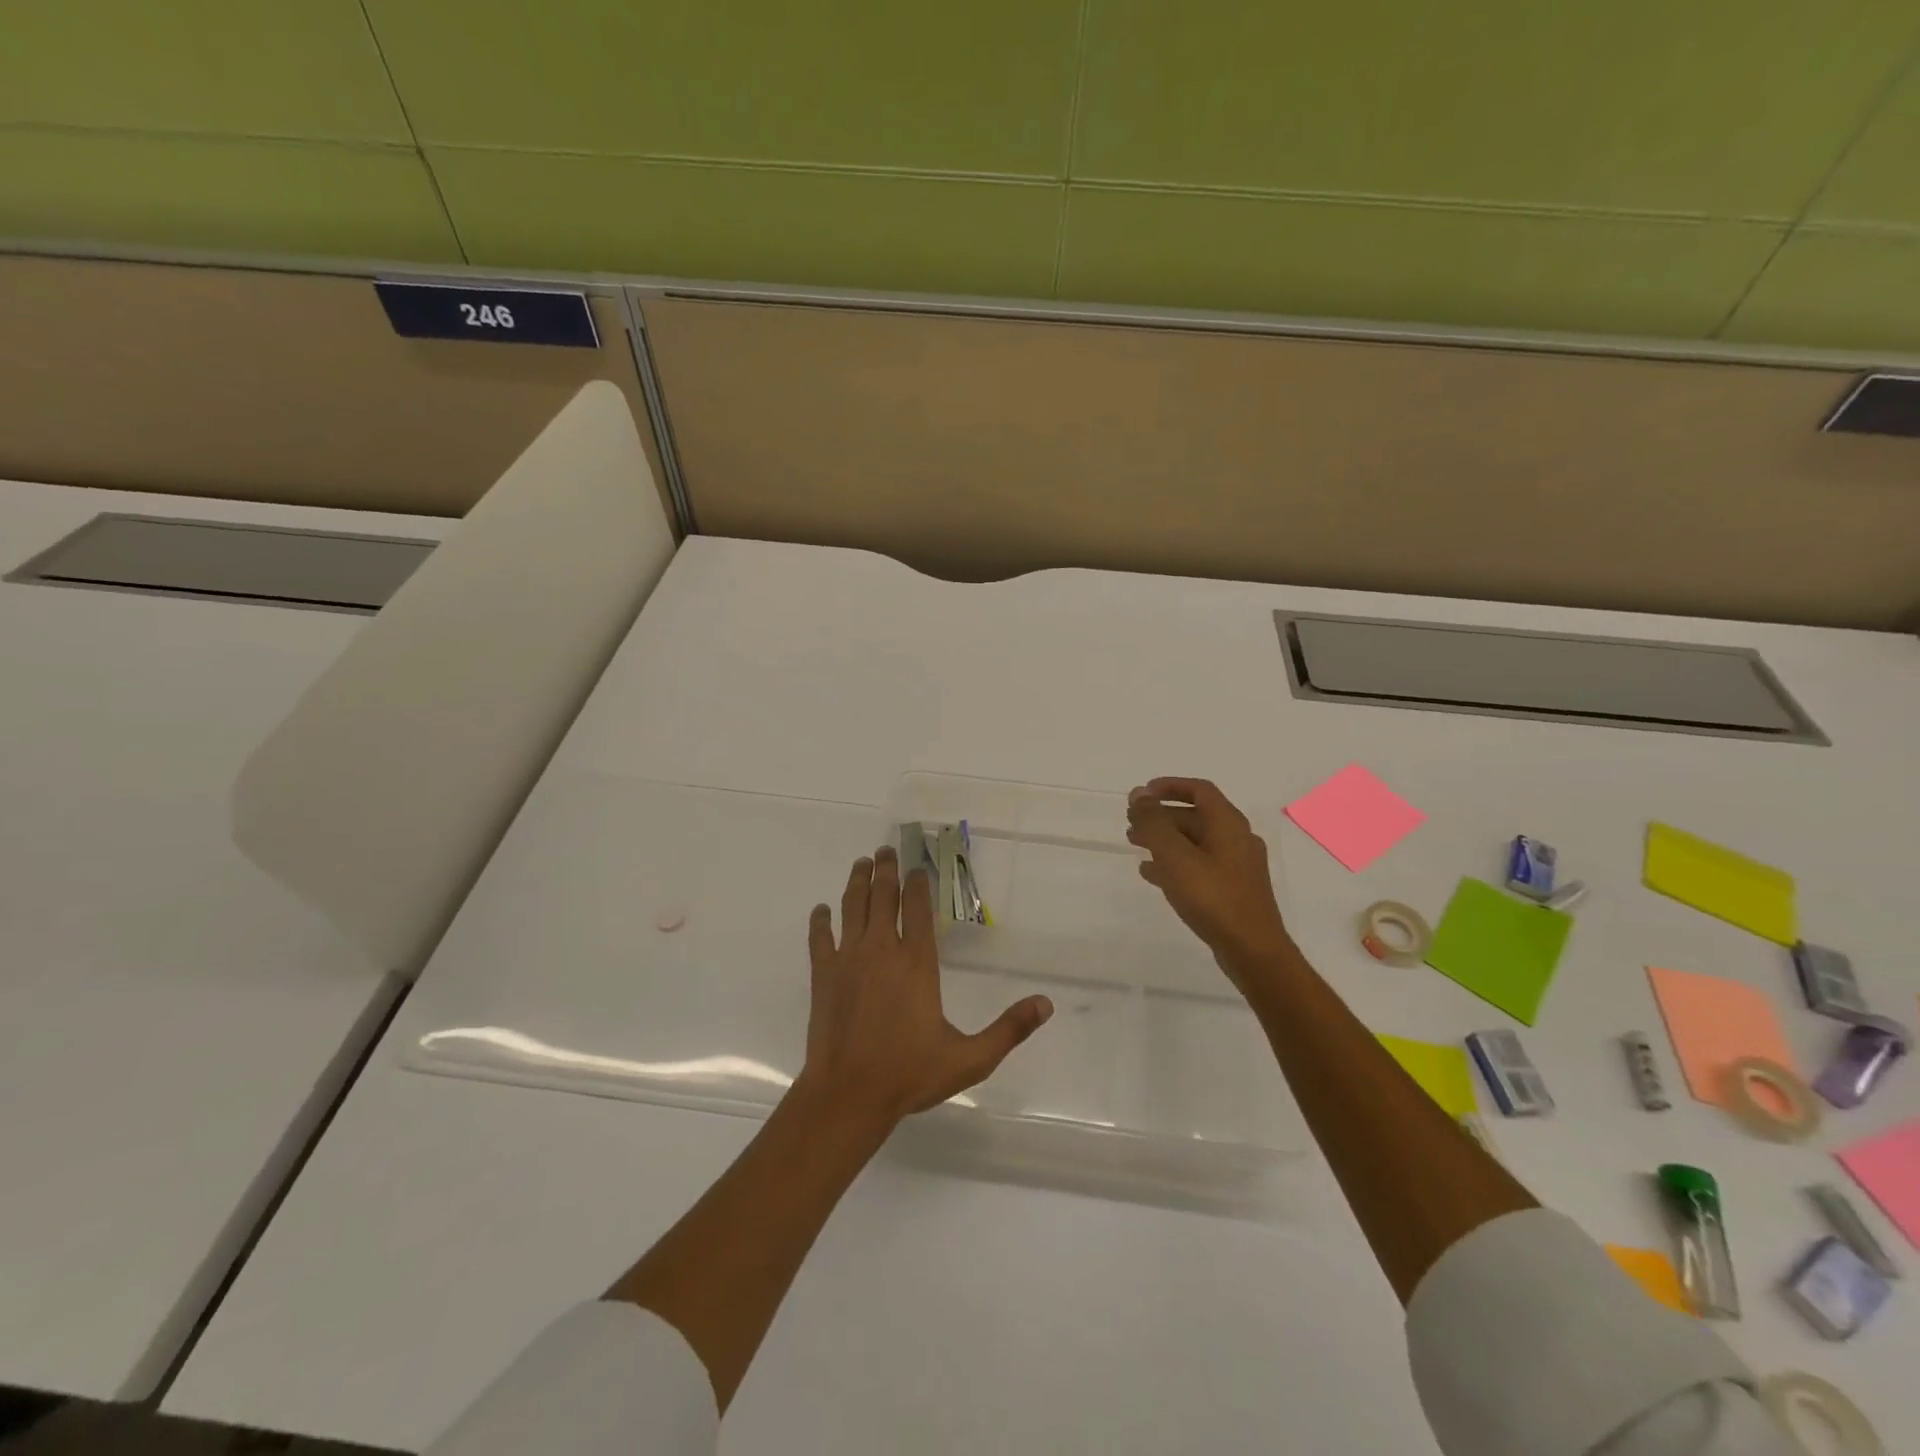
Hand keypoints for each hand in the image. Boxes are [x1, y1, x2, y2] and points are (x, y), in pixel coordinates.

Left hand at [796, 846, 1052, 1131]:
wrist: (848, 1095)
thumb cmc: (909, 1074)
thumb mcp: (970, 1058)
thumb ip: (1009, 1029)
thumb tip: (1046, 1004)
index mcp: (916, 962)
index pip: (917, 908)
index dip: (918, 882)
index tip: (918, 866)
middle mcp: (882, 950)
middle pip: (882, 896)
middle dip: (886, 870)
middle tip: (887, 850)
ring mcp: (848, 960)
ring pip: (852, 907)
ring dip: (857, 882)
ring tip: (862, 863)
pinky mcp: (822, 975)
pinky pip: (820, 938)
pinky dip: (820, 920)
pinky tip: (821, 910)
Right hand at [1126, 777, 1290, 986]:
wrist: (1253, 951)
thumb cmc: (1213, 897)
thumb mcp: (1175, 856)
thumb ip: (1154, 823)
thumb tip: (1139, 793)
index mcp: (1228, 824)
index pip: (1199, 790)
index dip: (1170, 786)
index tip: (1142, 793)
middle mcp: (1237, 839)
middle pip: (1196, 816)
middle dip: (1162, 816)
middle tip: (1131, 822)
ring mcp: (1237, 866)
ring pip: (1196, 842)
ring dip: (1165, 840)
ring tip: (1135, 845)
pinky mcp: (1233, 890)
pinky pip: (1199, 866)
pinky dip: (1175, 863)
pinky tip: (1151, 874)